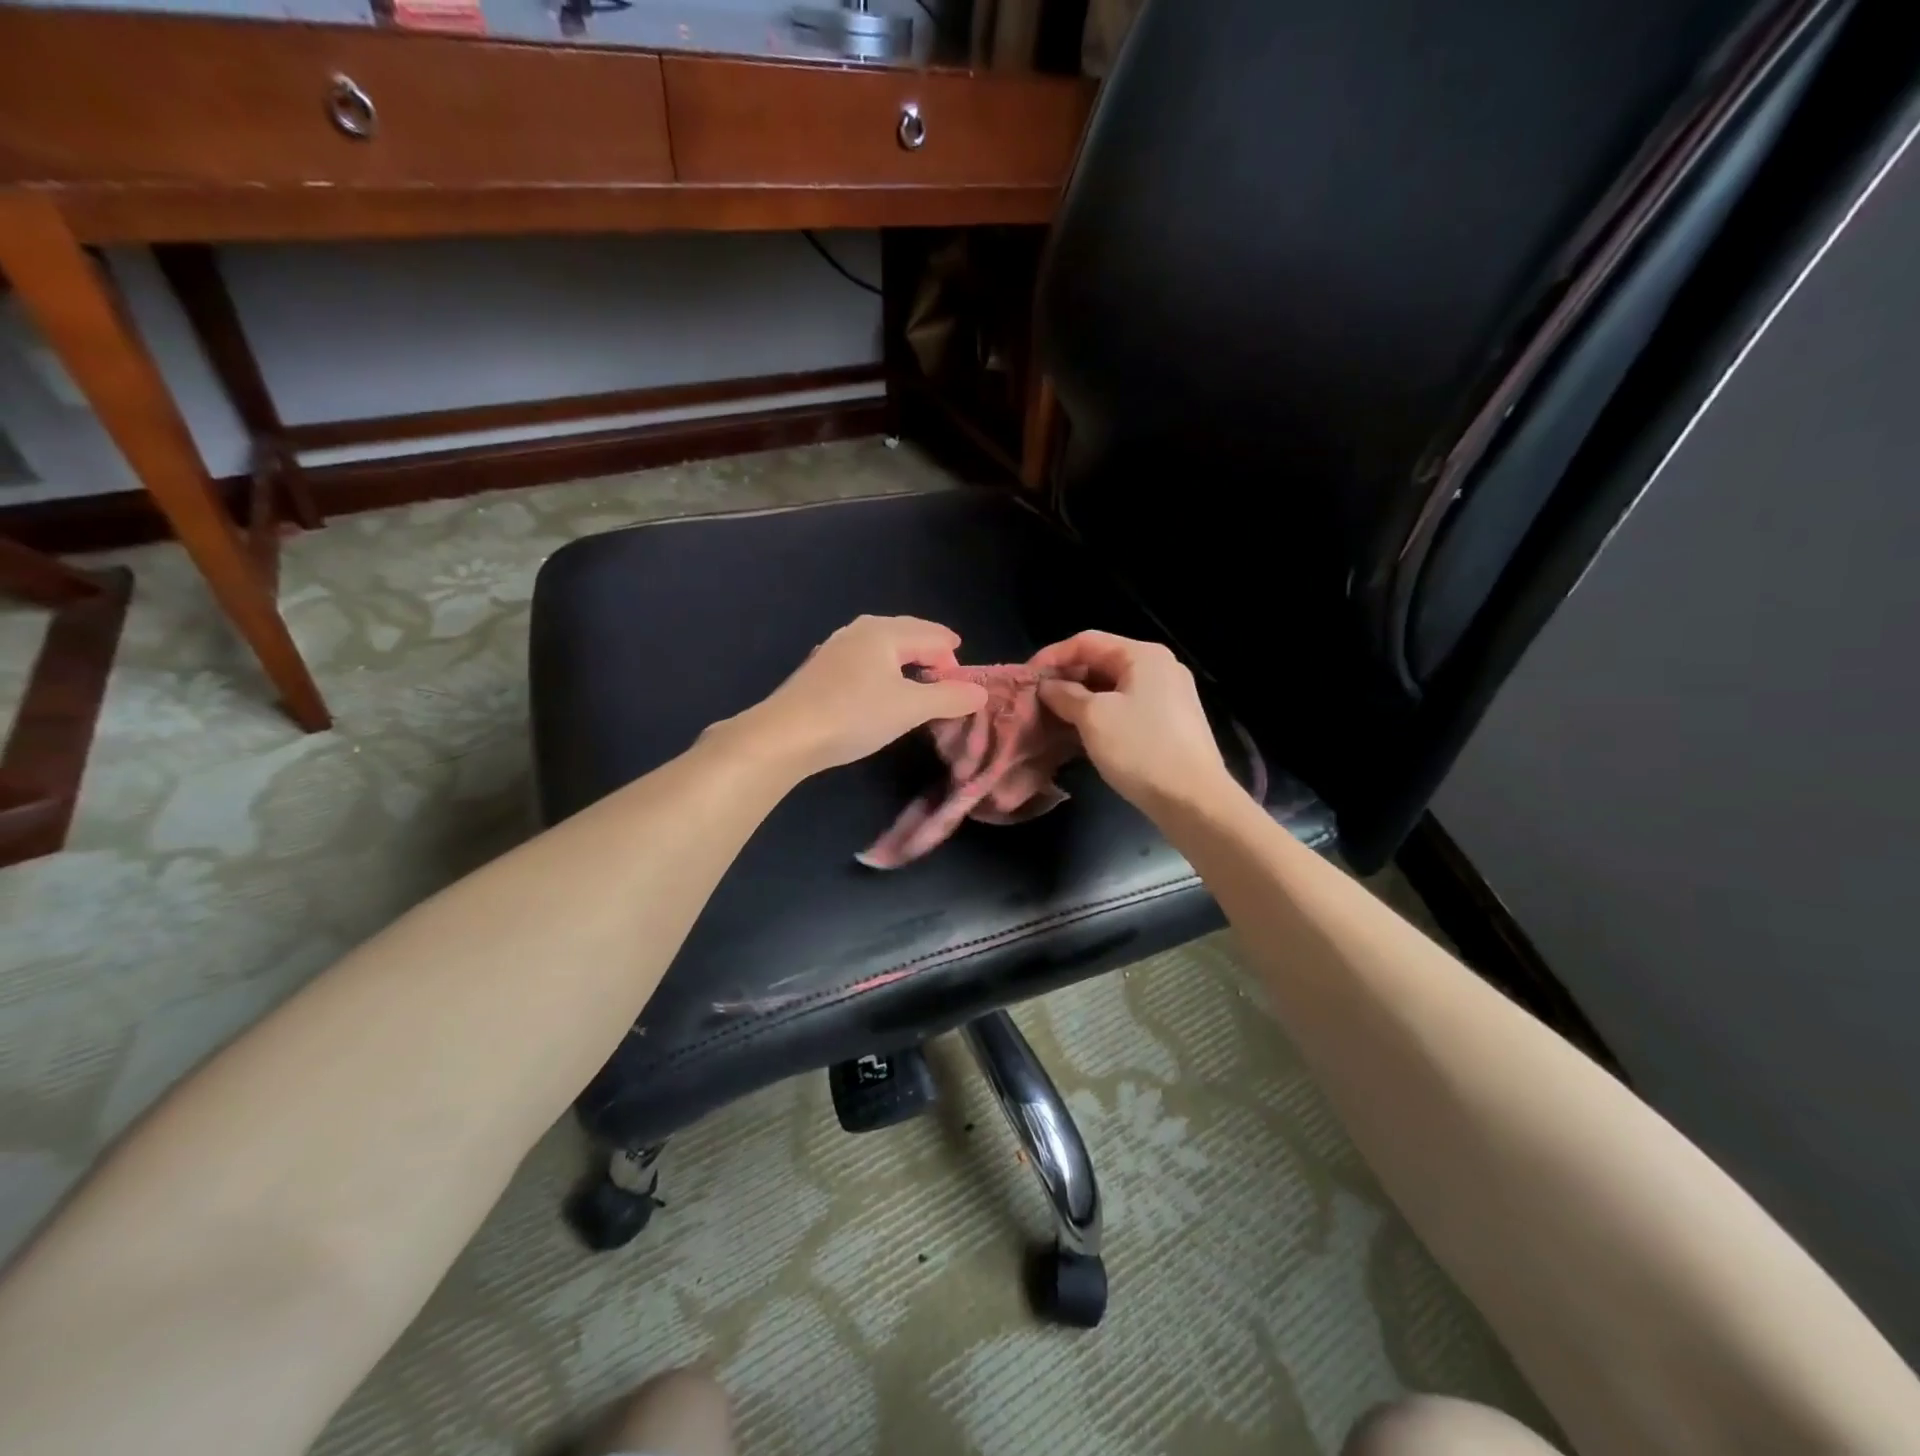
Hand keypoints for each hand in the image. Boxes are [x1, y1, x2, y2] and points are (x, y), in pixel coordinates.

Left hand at [735, 615, 988, 776]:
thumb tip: (980, 692)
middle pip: (906, 632)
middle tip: (947, 670)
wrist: (786, 735)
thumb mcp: (910, 708)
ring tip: (918, 677)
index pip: (932, 635)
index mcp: (885, 632)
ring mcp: (836, 648)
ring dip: (905, 658)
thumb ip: (949, 698)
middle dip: (930, 649)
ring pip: (882, 644)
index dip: (952, 656)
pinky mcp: (820, 669)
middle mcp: (859, 631)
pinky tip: (879, 687)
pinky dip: (883, 668)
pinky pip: (864, 659)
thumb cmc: (854, 715)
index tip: (963, 682)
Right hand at [1032, 631, 1238, 814]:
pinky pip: (1126, 707)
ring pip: (1112, 687)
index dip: (1052, 655)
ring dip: (1080, 699)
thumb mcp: (1093, 718)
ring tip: (1052, 717)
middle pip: (1101, 661)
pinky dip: (1100, 714)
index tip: (1025, 678)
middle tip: (1036, 700)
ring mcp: (1168, 695)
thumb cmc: (1141, 749)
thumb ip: (1064, 695)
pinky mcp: (1170, 722)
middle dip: (1065, 678)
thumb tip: (1046, 686)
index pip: (1086, 641)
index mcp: (1143, 655)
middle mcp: (1159, 667)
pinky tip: (1080, 732)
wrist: (1193, 800)